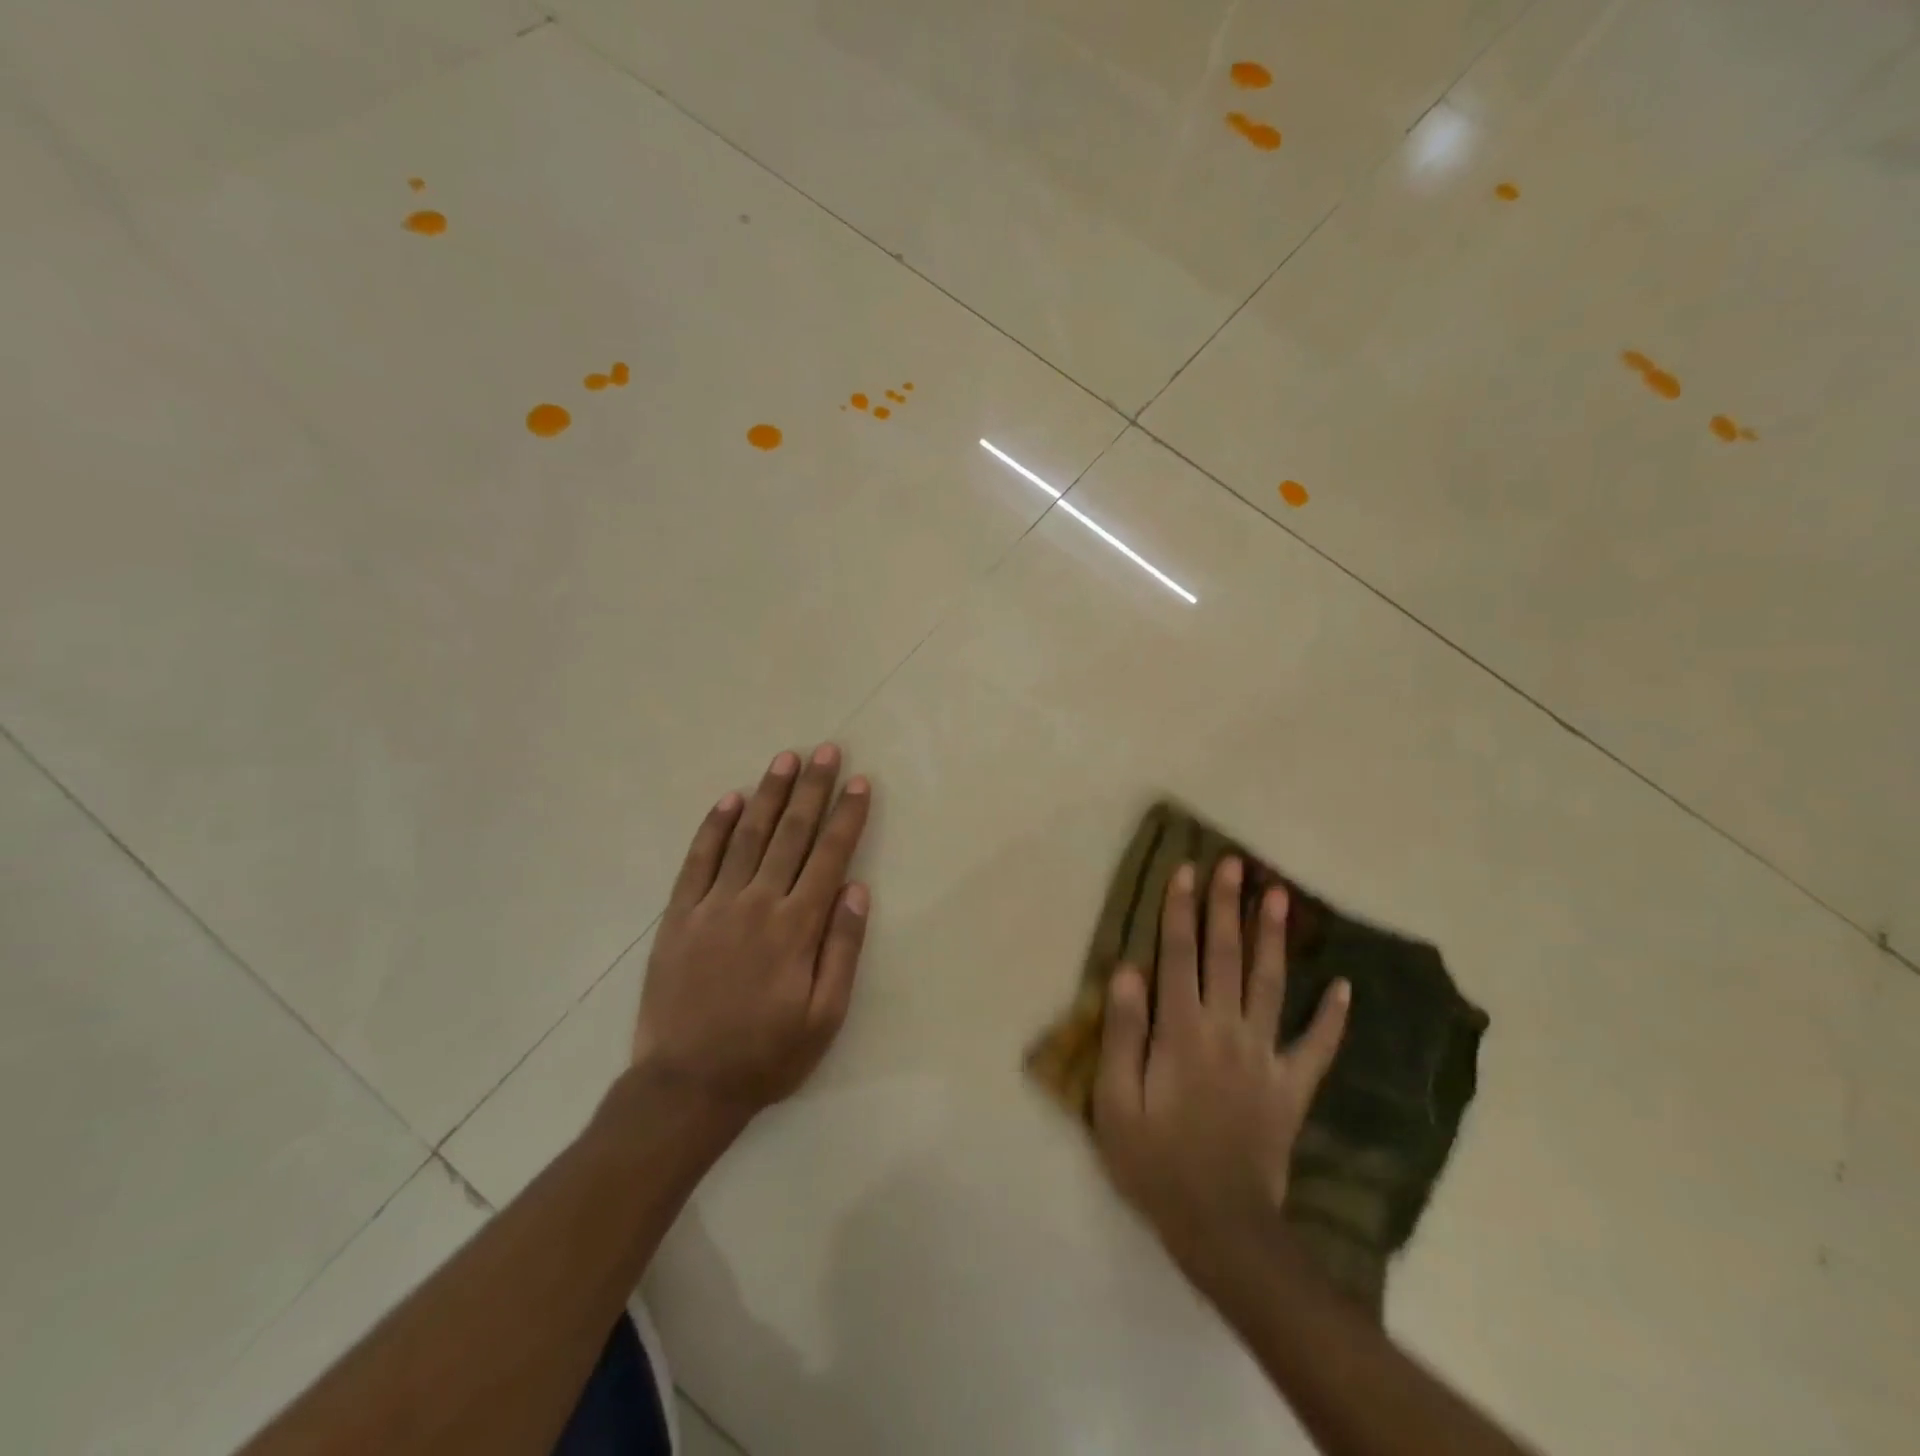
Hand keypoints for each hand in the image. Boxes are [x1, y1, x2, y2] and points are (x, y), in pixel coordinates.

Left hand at [631, 744, 871, 1120]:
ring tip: (784, 760)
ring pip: (747, 837)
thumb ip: (842, 949)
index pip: (828, 856)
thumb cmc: (766, 1055)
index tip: (859, 782)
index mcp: (796, 927)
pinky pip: (698, 860)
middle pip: (790, 834)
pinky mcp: (679, 916)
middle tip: (825, 751)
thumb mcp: (824, 1017)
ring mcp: (713, 906)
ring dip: (768, 795)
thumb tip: (857, 889)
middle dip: (811, 789)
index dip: (846, 816)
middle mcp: (757, 904)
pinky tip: (729, 799)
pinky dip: (715, 827)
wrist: (685, 1086)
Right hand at [1093, 858, 1348, 1280]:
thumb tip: (1127, 970)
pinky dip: (1332, 1016)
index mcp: (1182, 1031)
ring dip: (1273, 938)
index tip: (1187, 870)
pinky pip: (1317, 1046)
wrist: (1220, 1227)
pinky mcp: (1292, 1087)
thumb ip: (1122, 1032)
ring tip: (1280, 896)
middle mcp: (1226, 1030)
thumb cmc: (1155, 1161)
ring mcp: (1266, 1057)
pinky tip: (1345, 985)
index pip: (1179, 955)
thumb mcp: (1116, 1102)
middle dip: (1227, 907)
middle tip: (1236, 864)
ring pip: (1270, 984)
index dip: (1181, 910)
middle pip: (1226, 956)